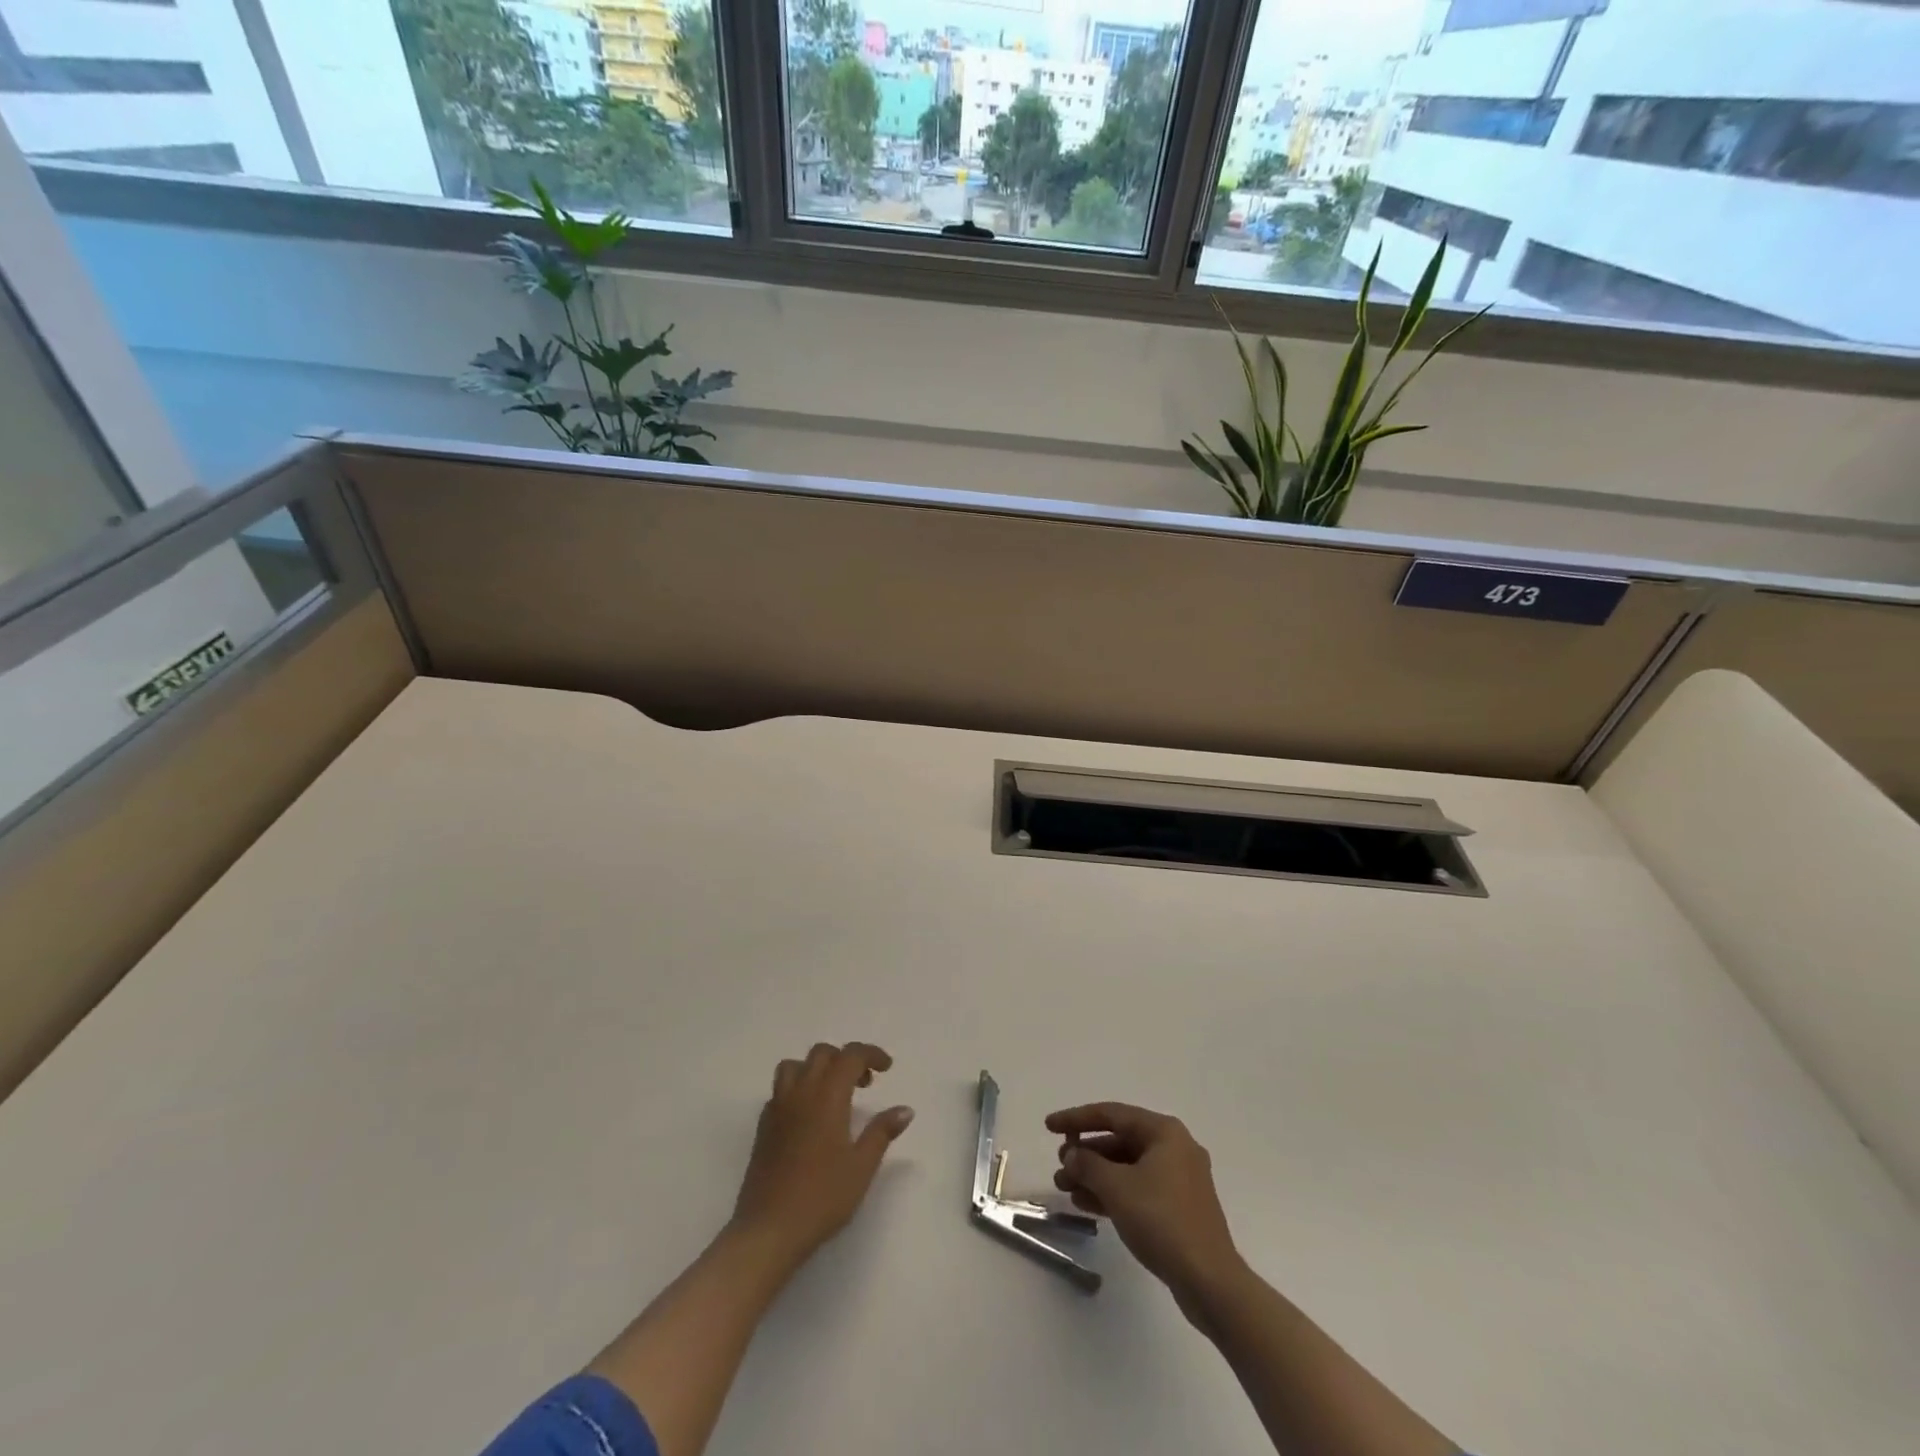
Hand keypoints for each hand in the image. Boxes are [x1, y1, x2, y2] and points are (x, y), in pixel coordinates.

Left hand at [730, 1042, 914, 1270]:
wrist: (769, 1229)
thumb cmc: (822, 1197)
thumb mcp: (861, 1166)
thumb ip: (882, 1132)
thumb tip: (905, 1109)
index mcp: (827, 1096)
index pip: (850, 1055)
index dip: (871, 1054)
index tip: (887, 1068)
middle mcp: (800, 1092)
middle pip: (822, 1053)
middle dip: (845, 1059)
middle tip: (864, 1084)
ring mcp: (777, 1108)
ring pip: (795, 1066)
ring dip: (817, 1068)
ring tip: (833, 1093)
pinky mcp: (763, 1126)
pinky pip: (780, 1090)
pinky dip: (798, 1088)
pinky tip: (809, 1116)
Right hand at [1048, 1101, 1243, 1317]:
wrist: (1210, 1282)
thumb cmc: (1162, 1221)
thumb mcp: (1117, 1188)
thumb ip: (1088, 1165)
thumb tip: (1072, 1154)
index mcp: (1164, 1132)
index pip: (1111, 1115)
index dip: (1076, 1119)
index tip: (1049, 1126)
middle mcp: (1174, 1148)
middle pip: (1120, 1141)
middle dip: (1086, 1154)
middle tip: (1059, 1166)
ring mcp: (1179, 1179)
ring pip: (1127, 1167)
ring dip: (1095, 1176)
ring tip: (1065, 1188)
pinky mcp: (1178, 1208)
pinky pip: (1138, 1189)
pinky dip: (1113, 1193)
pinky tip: (1086, 1204)